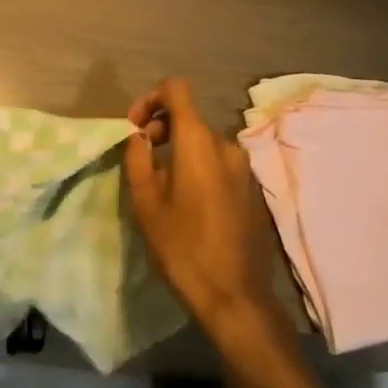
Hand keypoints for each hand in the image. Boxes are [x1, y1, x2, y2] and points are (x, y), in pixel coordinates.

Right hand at [124, 77, 286, 344]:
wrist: (236, 299)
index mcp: (199, 141)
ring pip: (204, 142)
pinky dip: (199, 167)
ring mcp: (244, 168)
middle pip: (189, 117)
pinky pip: (219, 163)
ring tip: (162, 184)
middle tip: (142, 158)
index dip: (150, 97)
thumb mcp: (145, 201)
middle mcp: (226, 145)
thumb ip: (137, 157)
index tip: (135, 127)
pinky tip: (188, 202)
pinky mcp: (252, 190)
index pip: (176, 88)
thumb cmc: (183, 247)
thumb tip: (139, 137)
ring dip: (179, 151)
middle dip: (161, 128)